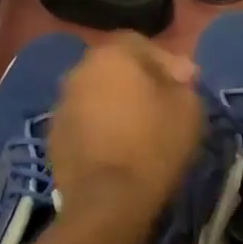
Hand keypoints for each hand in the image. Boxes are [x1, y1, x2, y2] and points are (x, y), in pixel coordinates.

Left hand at [48, 34, 204, 226]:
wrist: (108, 200)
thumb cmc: (154, 145)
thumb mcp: (189, 108)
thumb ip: (183, 81)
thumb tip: (177, 73)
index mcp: (112, 55)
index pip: (140, 43)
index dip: (165, 61)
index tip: (183, 84)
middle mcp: (79, 71)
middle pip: (114, 67)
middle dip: (138, 80)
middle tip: (161, 104)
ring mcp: (61, 104)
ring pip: (96, 94)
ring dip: (115, 103)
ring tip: (138, 128)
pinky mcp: (54, 136)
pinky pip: (83, 121)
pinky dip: (99, 127)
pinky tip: (117, 148)